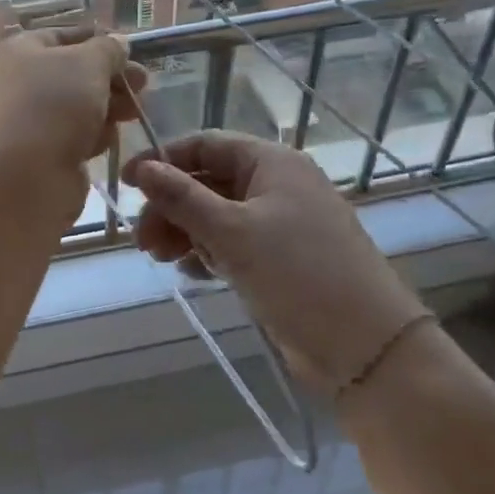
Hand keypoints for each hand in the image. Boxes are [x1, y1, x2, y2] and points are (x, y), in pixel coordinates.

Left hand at [0, 24, 147, 193]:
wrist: (25, 176)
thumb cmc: (54, 105)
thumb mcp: (89, 63)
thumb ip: (108, 49)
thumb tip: (118, 43)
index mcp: (19, 51)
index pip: (63, 36)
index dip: (99, 40)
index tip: (131, 51)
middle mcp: (18, 82)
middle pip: (74, 74)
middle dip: (111, 78)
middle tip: (143, 85)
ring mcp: (29, 120)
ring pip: (78, 106)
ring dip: (108, 107)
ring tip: (135, 113)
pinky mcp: (42, 153)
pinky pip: (74, 136)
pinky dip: (93, 136)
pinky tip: (107, 141)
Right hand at [125, 131, 426, 394]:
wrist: (367, 348)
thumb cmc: (297, 273)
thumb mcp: (231, 231)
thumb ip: (182, 198)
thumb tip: (142, 168)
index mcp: (272, 163)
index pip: (205, 145)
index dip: (163, 161)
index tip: (127, 185)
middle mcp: (277, 185)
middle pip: (208, 182)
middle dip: (171, 207)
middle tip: (142, 241)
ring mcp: (282, 223)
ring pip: (218, 215)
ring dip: (185, 232)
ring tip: (160, 258)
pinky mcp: (282, 259)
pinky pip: (234, 244)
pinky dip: (209, 253)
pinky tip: (190, 272)